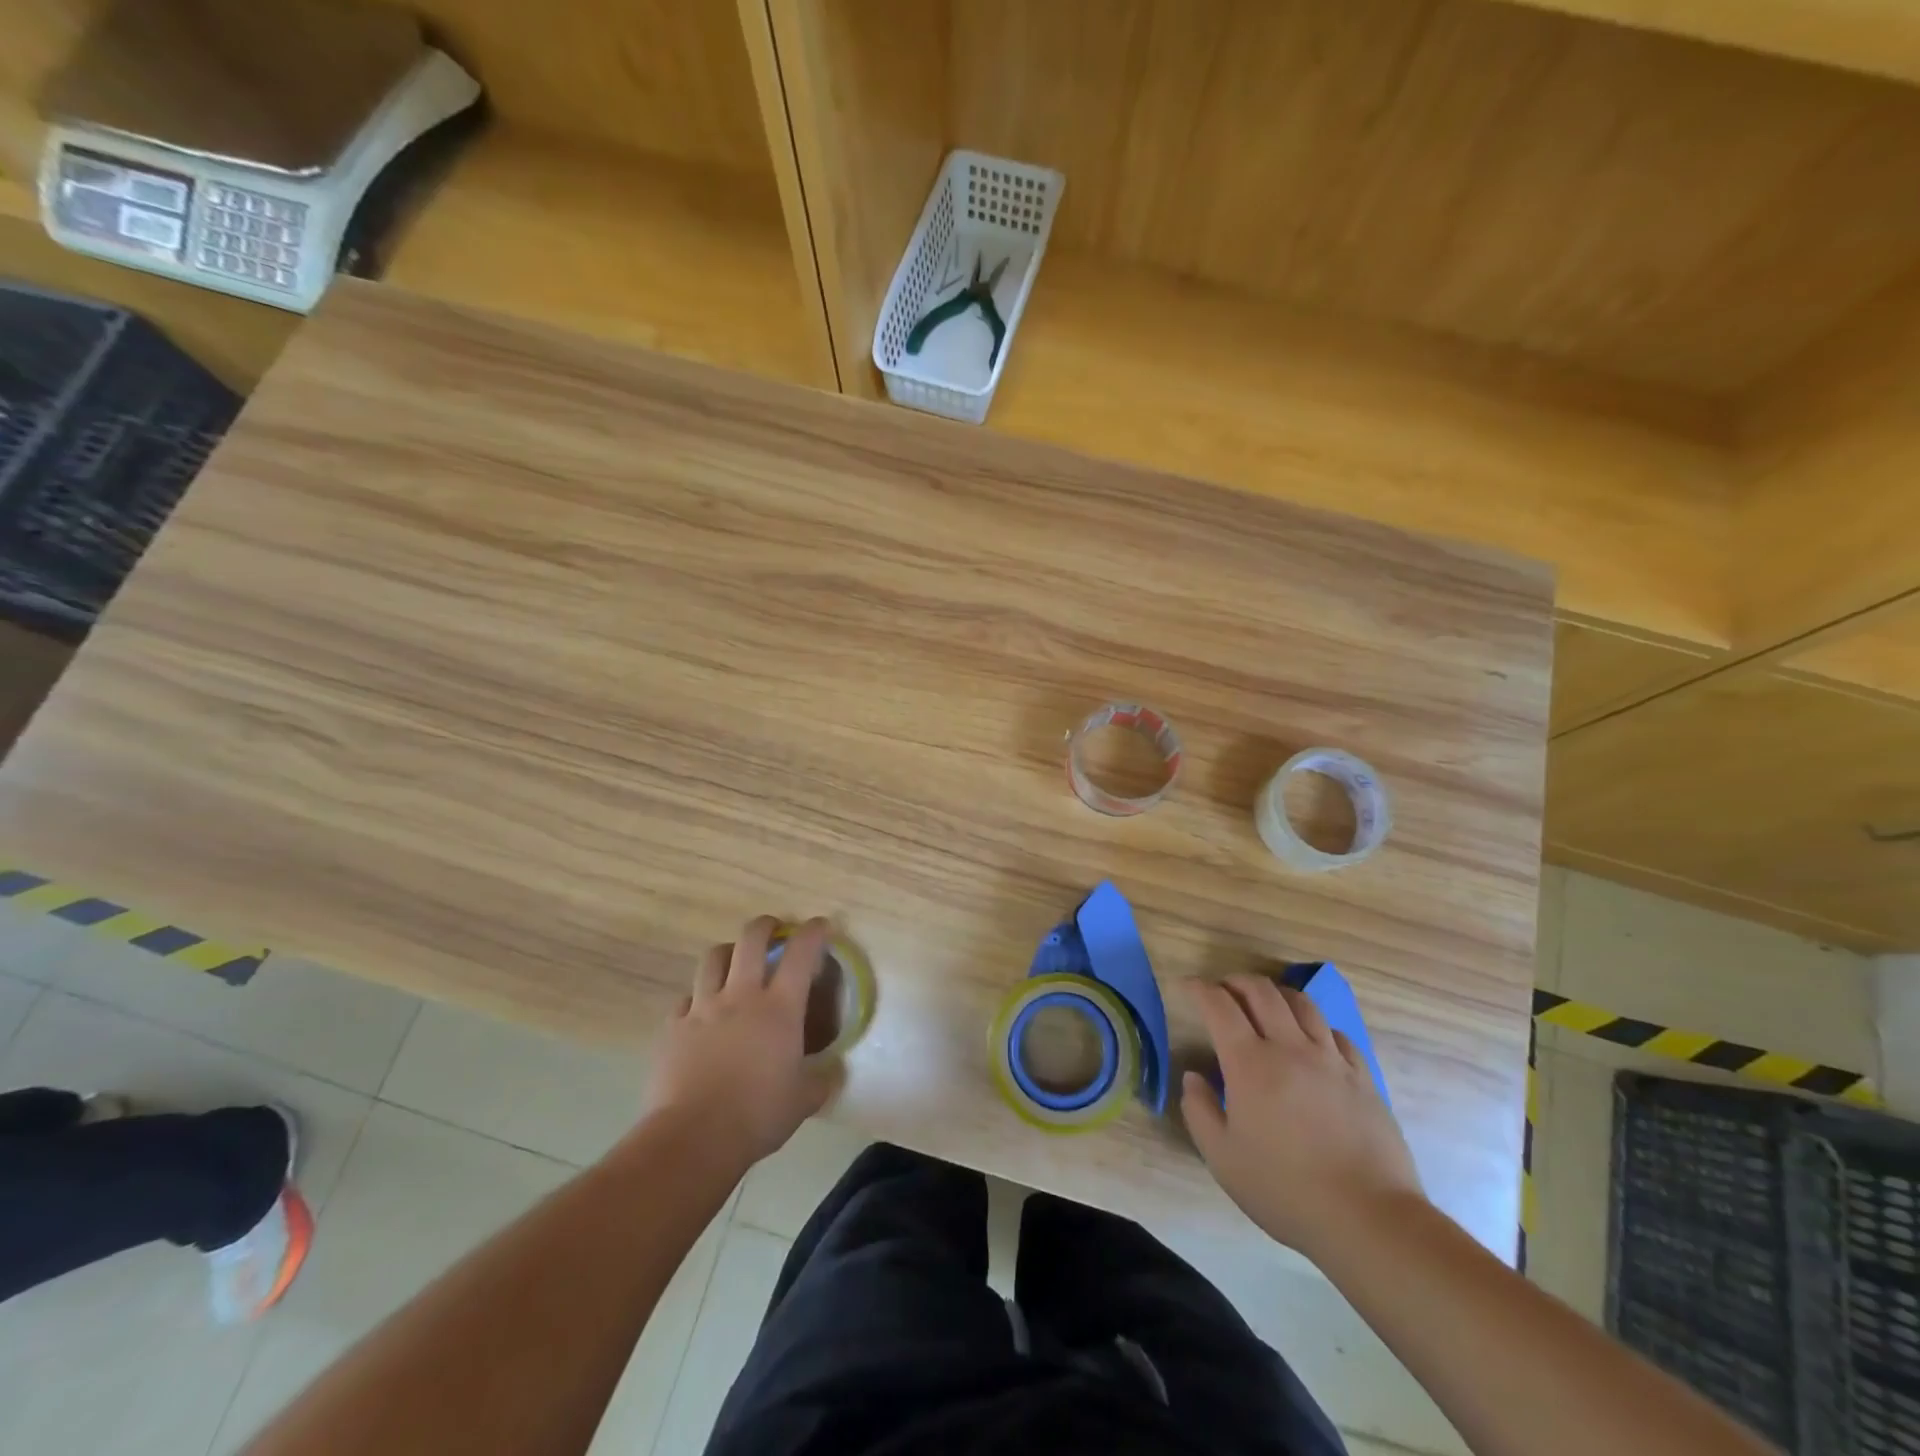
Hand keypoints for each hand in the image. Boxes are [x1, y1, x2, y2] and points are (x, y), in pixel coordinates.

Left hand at [643, 916, 842, 1168]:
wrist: (693, 1137)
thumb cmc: (757, 1115)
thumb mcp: (804, 1101)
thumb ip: (822, 1081)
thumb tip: (834, 1072)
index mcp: (779, 1008)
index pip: (801, 953)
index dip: (814, 932)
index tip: (821, 925)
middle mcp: (741, 996)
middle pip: (751, 939)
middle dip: (765, 926)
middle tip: (773, 929)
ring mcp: (702, 1008)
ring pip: (713, 958)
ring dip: (728, 952)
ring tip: (734, 960)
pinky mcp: (673, 1027)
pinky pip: (685, 998)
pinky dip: (697, 997)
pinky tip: (701, 1011)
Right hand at [1180, 975, 1423, 1261]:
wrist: (1369, 1219)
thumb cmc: (1285, 1190)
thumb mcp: (1223, 1159)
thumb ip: (1200, 1111)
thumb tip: (1194, 1077)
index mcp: (1250, 1063)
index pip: (1219, 1005)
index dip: (1200, 989)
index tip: (1189, 986)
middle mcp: (1290, 1048)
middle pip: (1261, 991)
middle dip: (1236, 981)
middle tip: (1223, 989)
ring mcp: (1331, 1060)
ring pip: (1302, 1003)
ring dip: (1276, 994)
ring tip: (1265, 1005)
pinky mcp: (1363, 1077)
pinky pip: (1336, 1033)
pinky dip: (1315, 1025)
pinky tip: (1311, 1040)